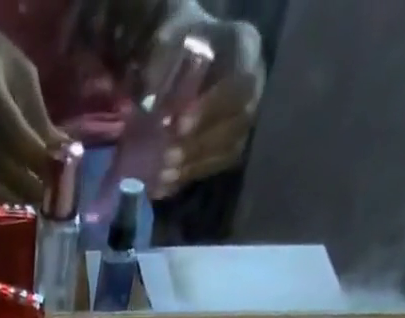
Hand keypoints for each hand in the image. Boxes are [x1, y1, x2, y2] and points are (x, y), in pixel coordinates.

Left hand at [147, 11, 264, 197]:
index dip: (211, 108)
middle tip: (166, 157)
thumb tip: (150, 108)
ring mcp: (246, 118)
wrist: (184, 60)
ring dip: (193, 165)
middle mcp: (254, 85)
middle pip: (237, 121)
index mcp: (244, 48)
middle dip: (199, 143)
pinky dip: (187, 176)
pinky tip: (163, 184)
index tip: (179, 126)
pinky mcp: (232, 146)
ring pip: (228, 148)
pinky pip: (215, 166)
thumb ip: (163, 72)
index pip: (240, 82)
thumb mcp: (168, 46)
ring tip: (162, 174)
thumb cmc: (177, 48)